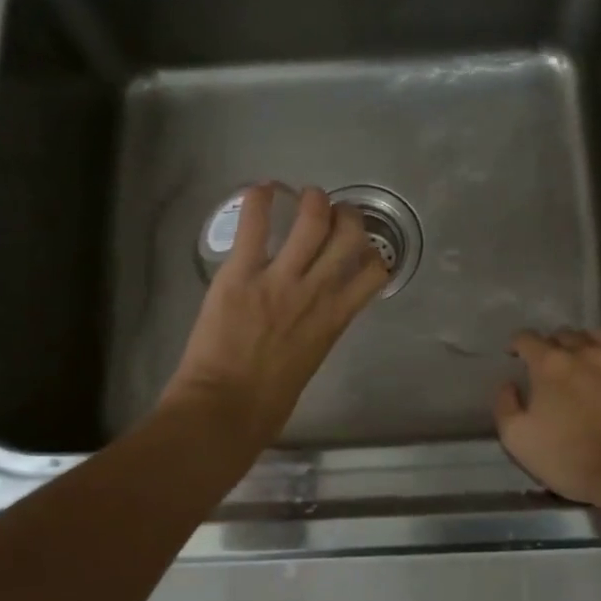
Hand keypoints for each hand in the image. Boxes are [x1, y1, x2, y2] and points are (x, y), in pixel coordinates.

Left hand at [163, 184, 389, 447]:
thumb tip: (314, 318)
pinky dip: (259, 200)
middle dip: (347, 216)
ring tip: (306, 197)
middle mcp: (316, 291)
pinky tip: (261, 191)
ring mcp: (279, 279)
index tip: (361, 246)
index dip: (372, 251)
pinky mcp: (241, 273)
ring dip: (313, 200)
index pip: (376, 271)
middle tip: (334, 212)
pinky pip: (254, 224)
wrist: (224, 410)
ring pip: (312, 220)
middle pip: (349, 236)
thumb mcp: (310, 362)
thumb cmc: (268, 402)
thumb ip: (318, 331)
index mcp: (335, 318)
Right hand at [494, 329, 600, 508]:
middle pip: (563, 334)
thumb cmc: (571, 460)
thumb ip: (505, 406)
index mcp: (550, 364)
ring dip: (586, 344)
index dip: (518, 345)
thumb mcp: (518, 440)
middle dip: (552, 346)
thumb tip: (509, 384)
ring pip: (598, 335)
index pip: (527, 339)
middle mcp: (586, 352)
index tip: (516, 357)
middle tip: (551, 368)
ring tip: (586, 363)